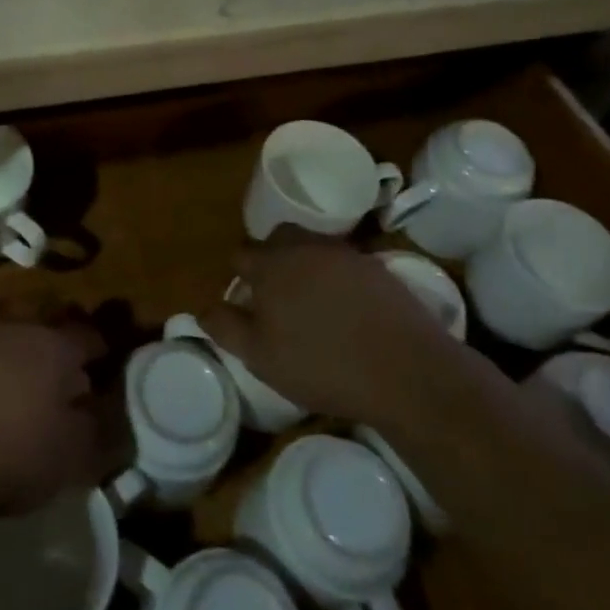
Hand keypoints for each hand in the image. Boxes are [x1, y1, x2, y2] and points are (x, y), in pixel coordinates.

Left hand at [0, 318, 111, 528]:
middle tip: (62, 365)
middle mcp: (17, 327)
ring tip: (19, 375)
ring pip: (7, 325)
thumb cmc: (12, 456)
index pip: (88, 335)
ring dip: (18, 343)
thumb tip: (98, 409)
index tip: (103, 366)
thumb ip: (96, 428)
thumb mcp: (72, 456)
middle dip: (58, 334)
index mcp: (54, 345)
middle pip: (46, 316)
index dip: (100, 350)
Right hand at [201, 239, 458, 422]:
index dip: (239, 278)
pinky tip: (346, 308)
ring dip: (304, 264)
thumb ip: (226, 327)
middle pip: (277, 238)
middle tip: (277, 296)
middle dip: (271, 258)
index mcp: (270, 265)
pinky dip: (336, 276)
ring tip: (312, 301)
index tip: (246, 304)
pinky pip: (343, 261)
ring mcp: (343, 253)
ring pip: (311, 246)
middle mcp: (304, 247)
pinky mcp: (376, 266)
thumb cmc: (323, 365)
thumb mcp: (261, 357)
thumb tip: (202, 308)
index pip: (240, 255)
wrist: (406, 370)